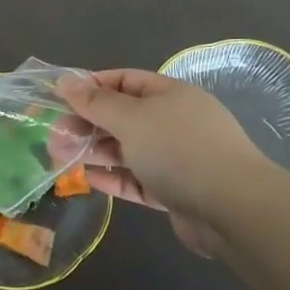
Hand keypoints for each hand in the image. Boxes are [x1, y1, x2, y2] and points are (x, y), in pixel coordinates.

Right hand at [56, 70, 281, 254]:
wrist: (235, 210)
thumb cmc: (179, 149)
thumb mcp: (130, 118)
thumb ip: (95, 102)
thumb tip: (64, 80)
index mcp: (170, 94)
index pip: (124, 81)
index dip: (91, 86)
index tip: (59, 98)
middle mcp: (175, 122)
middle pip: (123, 116)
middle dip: (88, 123)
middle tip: (54, 133)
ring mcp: (177, 158)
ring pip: (128, 149)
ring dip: (96, 151)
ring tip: (61, 155)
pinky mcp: (177, 191)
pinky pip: (138, 179)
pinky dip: (114, 177)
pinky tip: (88, 179)